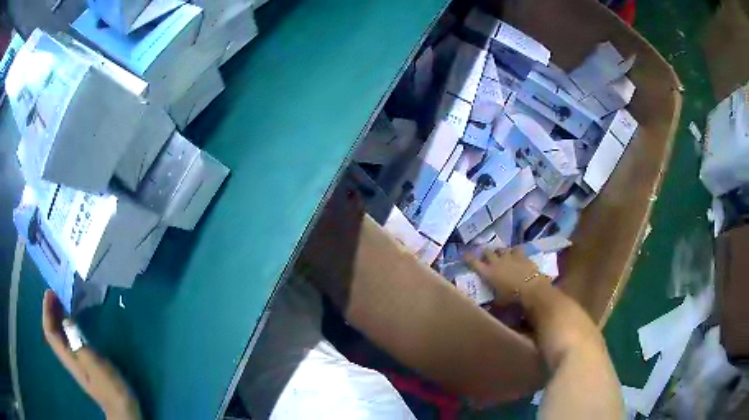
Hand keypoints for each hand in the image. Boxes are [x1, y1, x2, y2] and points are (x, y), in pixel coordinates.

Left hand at [42, 291, 141, 419]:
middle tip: (55, 291)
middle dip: (50, 311)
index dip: (47, 311)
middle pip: (53, 331)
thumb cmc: (109, 386)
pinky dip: (67, 325)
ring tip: (62, 300)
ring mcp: (76, 360)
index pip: (49, 332)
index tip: (50, 292)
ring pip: (60, 334)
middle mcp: (69, 357)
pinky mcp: (85, 361)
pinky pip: (69, 338)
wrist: (123, 408)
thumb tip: (66, 318)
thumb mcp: (94, 364)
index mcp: (68, 357)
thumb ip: (78, 342)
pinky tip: (74, 319)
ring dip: (58, 316)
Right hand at [466, 248, 544, 305]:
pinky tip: (516, 253)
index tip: (464, 255)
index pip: (474, 263)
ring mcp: (510, 256)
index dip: (468, 258)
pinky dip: (514, 251)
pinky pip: (516, 249)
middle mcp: (497, 262)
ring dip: (499, 251)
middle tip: (485, 256)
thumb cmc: (512, 297)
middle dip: (485, 253)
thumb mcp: (500, 302)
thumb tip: (489, 306)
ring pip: (501, 249)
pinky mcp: (522, 255)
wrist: (531, 288)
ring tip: (500, 254)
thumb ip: (493, 302)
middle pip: (488, 252)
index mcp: (488, 273)